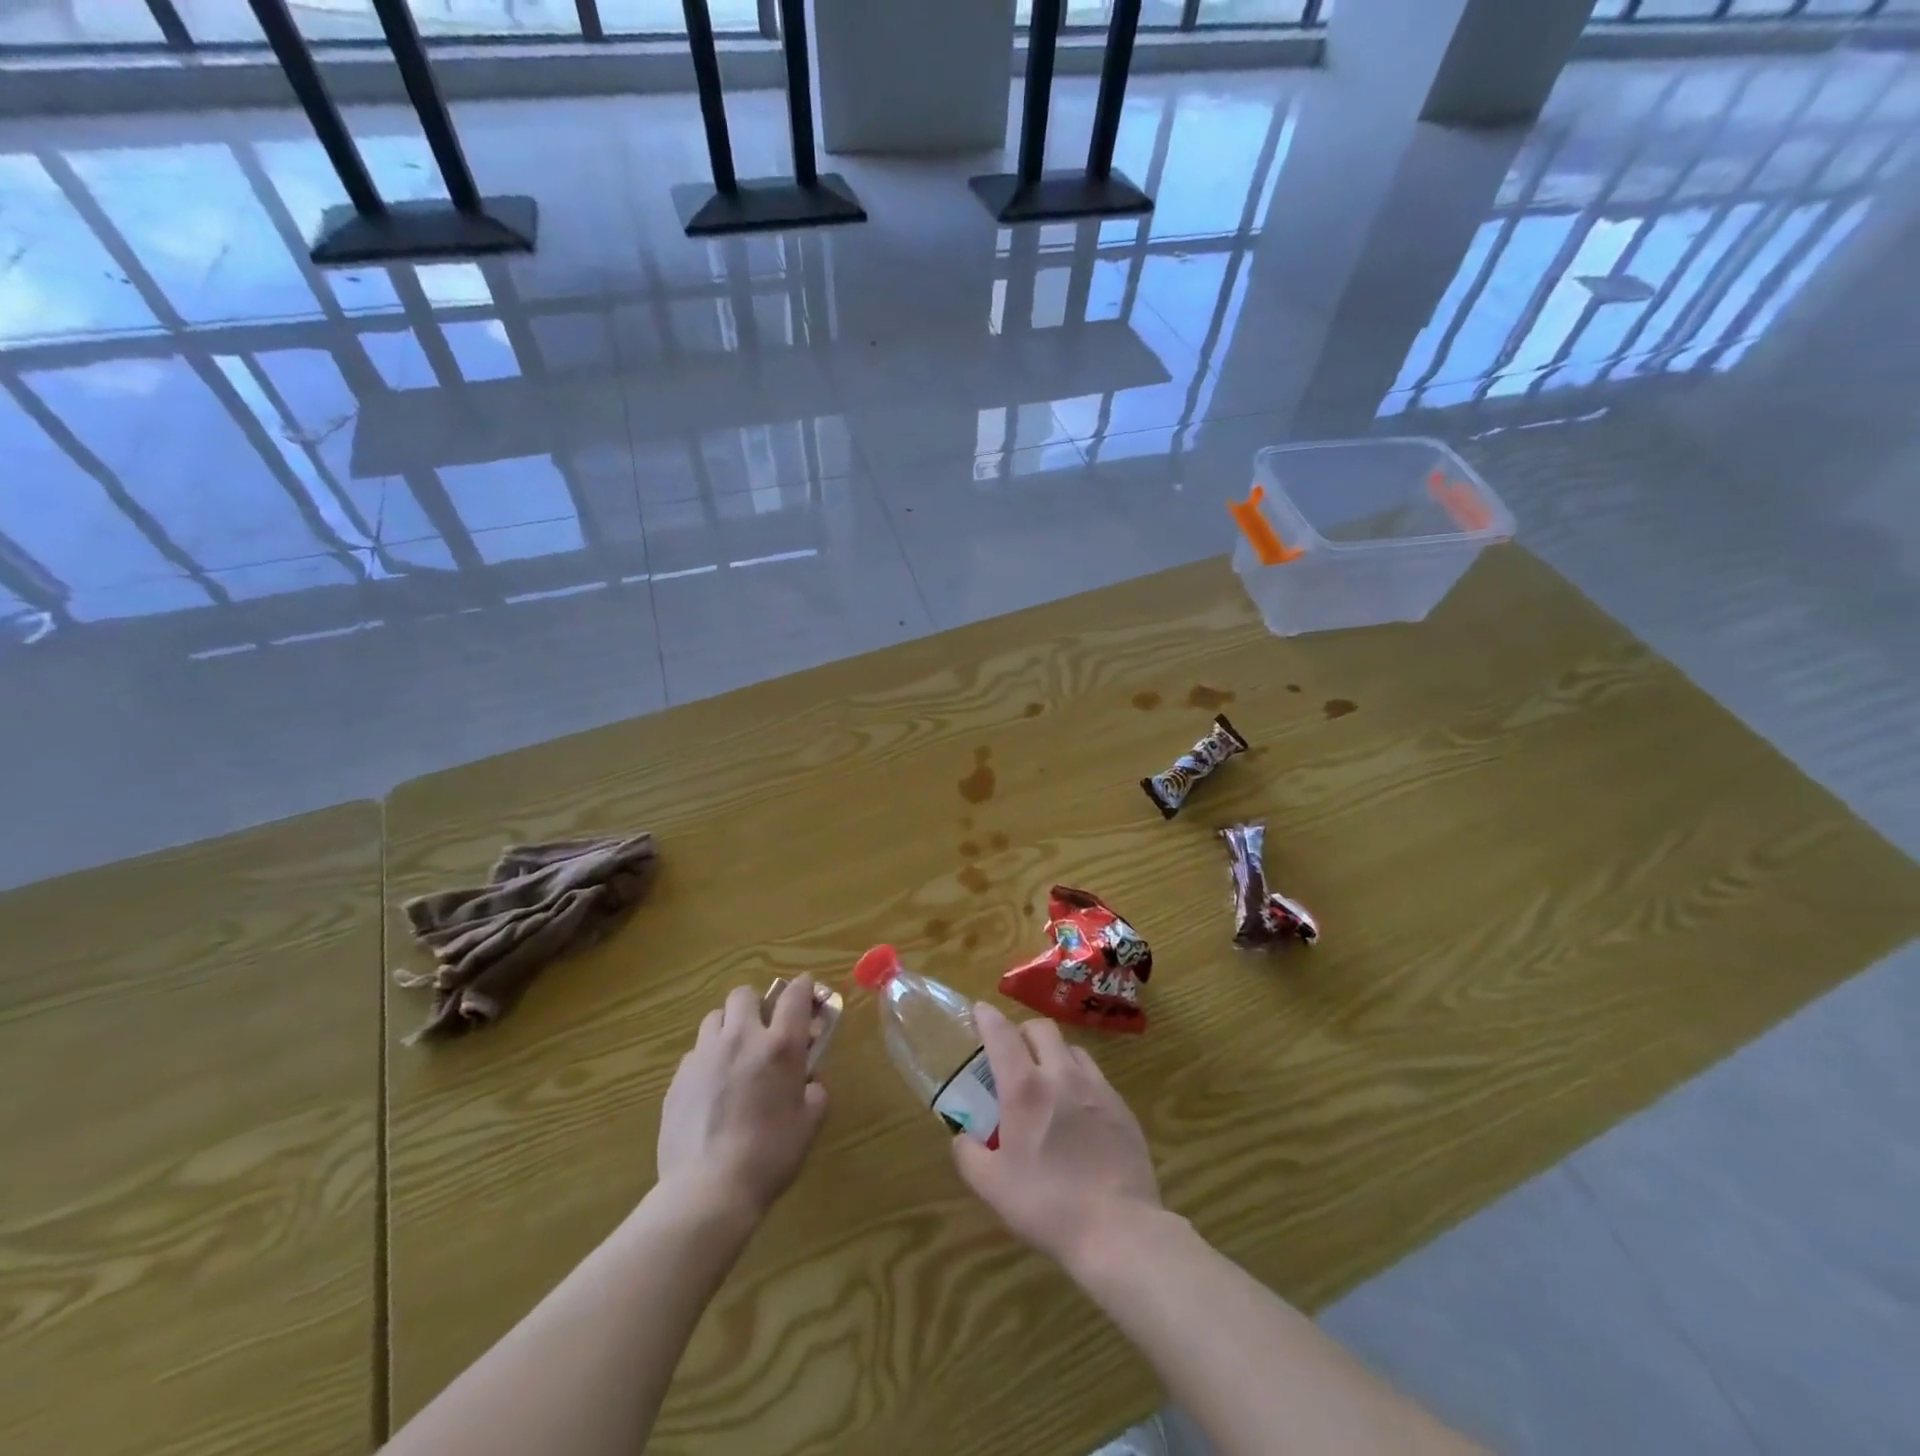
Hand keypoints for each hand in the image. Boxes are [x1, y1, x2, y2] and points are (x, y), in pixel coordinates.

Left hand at [657, 977, 828, 1218]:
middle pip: (744, 994)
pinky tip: (711, 1089)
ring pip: (714, 1018)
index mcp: (780, 1045)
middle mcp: (741, 1038)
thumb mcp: (808, 1123)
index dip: (803, 986)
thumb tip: (808, 1083)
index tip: (806, 988)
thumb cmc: (769, 1155)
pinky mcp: (677, 1078)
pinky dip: (707, 1060)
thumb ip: (813, 1093)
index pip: (794, 995)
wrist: (707, 1190)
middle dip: (756, 1004)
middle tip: (763, 1029)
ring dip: (728, 1027)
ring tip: (733, 1055)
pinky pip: (695, 1053)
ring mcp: (704, 1056)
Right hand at [952, 1002, 1161, 1267]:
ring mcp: (1096, 1087)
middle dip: (1023, 1031)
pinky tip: (1078, 1109)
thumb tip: (962, 1138)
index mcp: (1025, 1088)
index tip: (979, 1011)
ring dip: (1054, 1052)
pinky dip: (1079, 1079)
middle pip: (1041, 1029)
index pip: (1002, 1034)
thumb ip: (969, 1156)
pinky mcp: (1121, 1105)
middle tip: (1013, 1052)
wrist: (1118, 1229)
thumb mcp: (993, 1187)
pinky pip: (1095, 1076)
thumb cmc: (1047, 1205)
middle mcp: (1061, 1075)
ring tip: (1047, 1078)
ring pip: (1071, 1048)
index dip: (988, 1017)